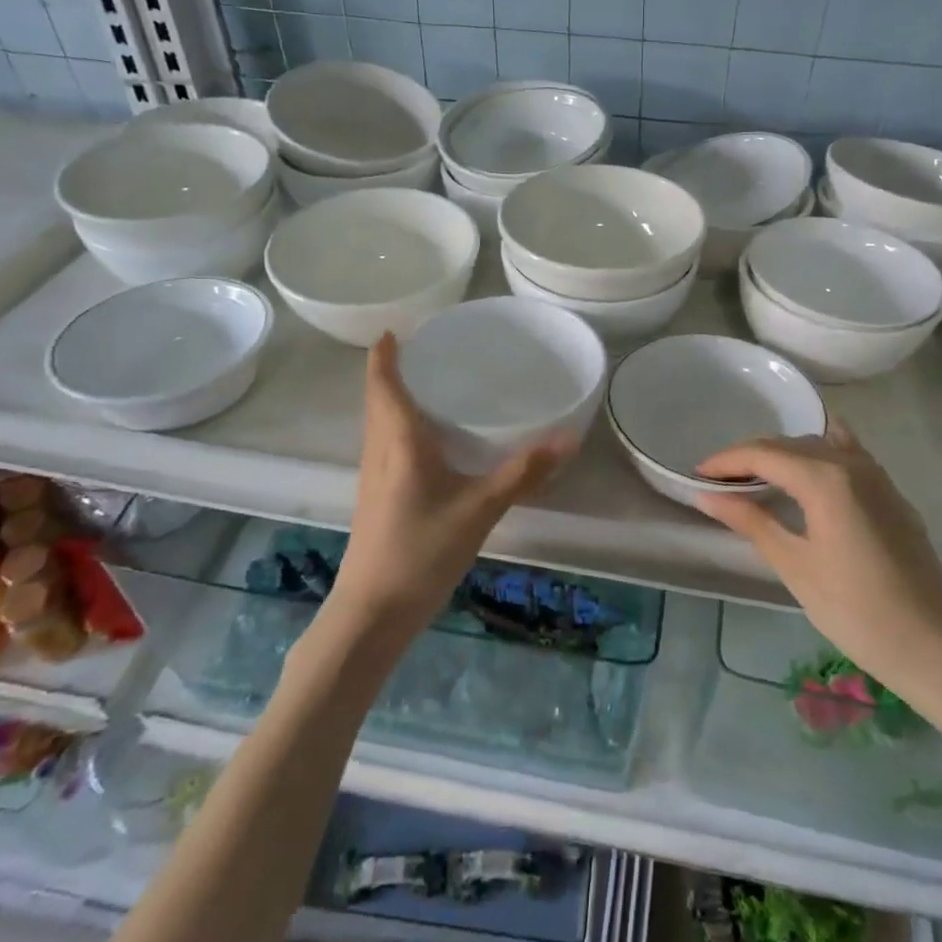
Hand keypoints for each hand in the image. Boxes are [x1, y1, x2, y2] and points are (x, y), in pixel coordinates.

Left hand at [330, 333, 572, 640]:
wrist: (373, 612)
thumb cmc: (422, 550)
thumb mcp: (480, 509)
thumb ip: (523, 472)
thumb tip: (568, 438)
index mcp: (399, 441)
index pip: (383, 384)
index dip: (384, 354)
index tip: (394, 329)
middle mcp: (379, 451)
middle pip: (377, 400)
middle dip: (391, 372)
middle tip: (425, 351)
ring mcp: (373, 477)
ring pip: (379, 424)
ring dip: (393, 399)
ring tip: (429, 386)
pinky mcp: (377, 498)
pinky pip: (385, 446)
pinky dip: (399, 427)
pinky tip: (428, 442)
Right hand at [694, 419, 941, 706]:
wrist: (934, 647)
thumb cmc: (855, 611)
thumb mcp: (794, 565)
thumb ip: (750, 521)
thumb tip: (706, 495)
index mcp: (825, 478)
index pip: (763, 453)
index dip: (726, 460)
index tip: (696, 474)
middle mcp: (852, 463)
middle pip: (789, 444)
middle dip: (749, 456)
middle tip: (717, 481)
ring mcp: (877, 476)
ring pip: (818, 445)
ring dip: (782, 454)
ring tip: (754, 478)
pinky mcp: (891, 493)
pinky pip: (847, 455)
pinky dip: (818, 454)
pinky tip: (806, 468)